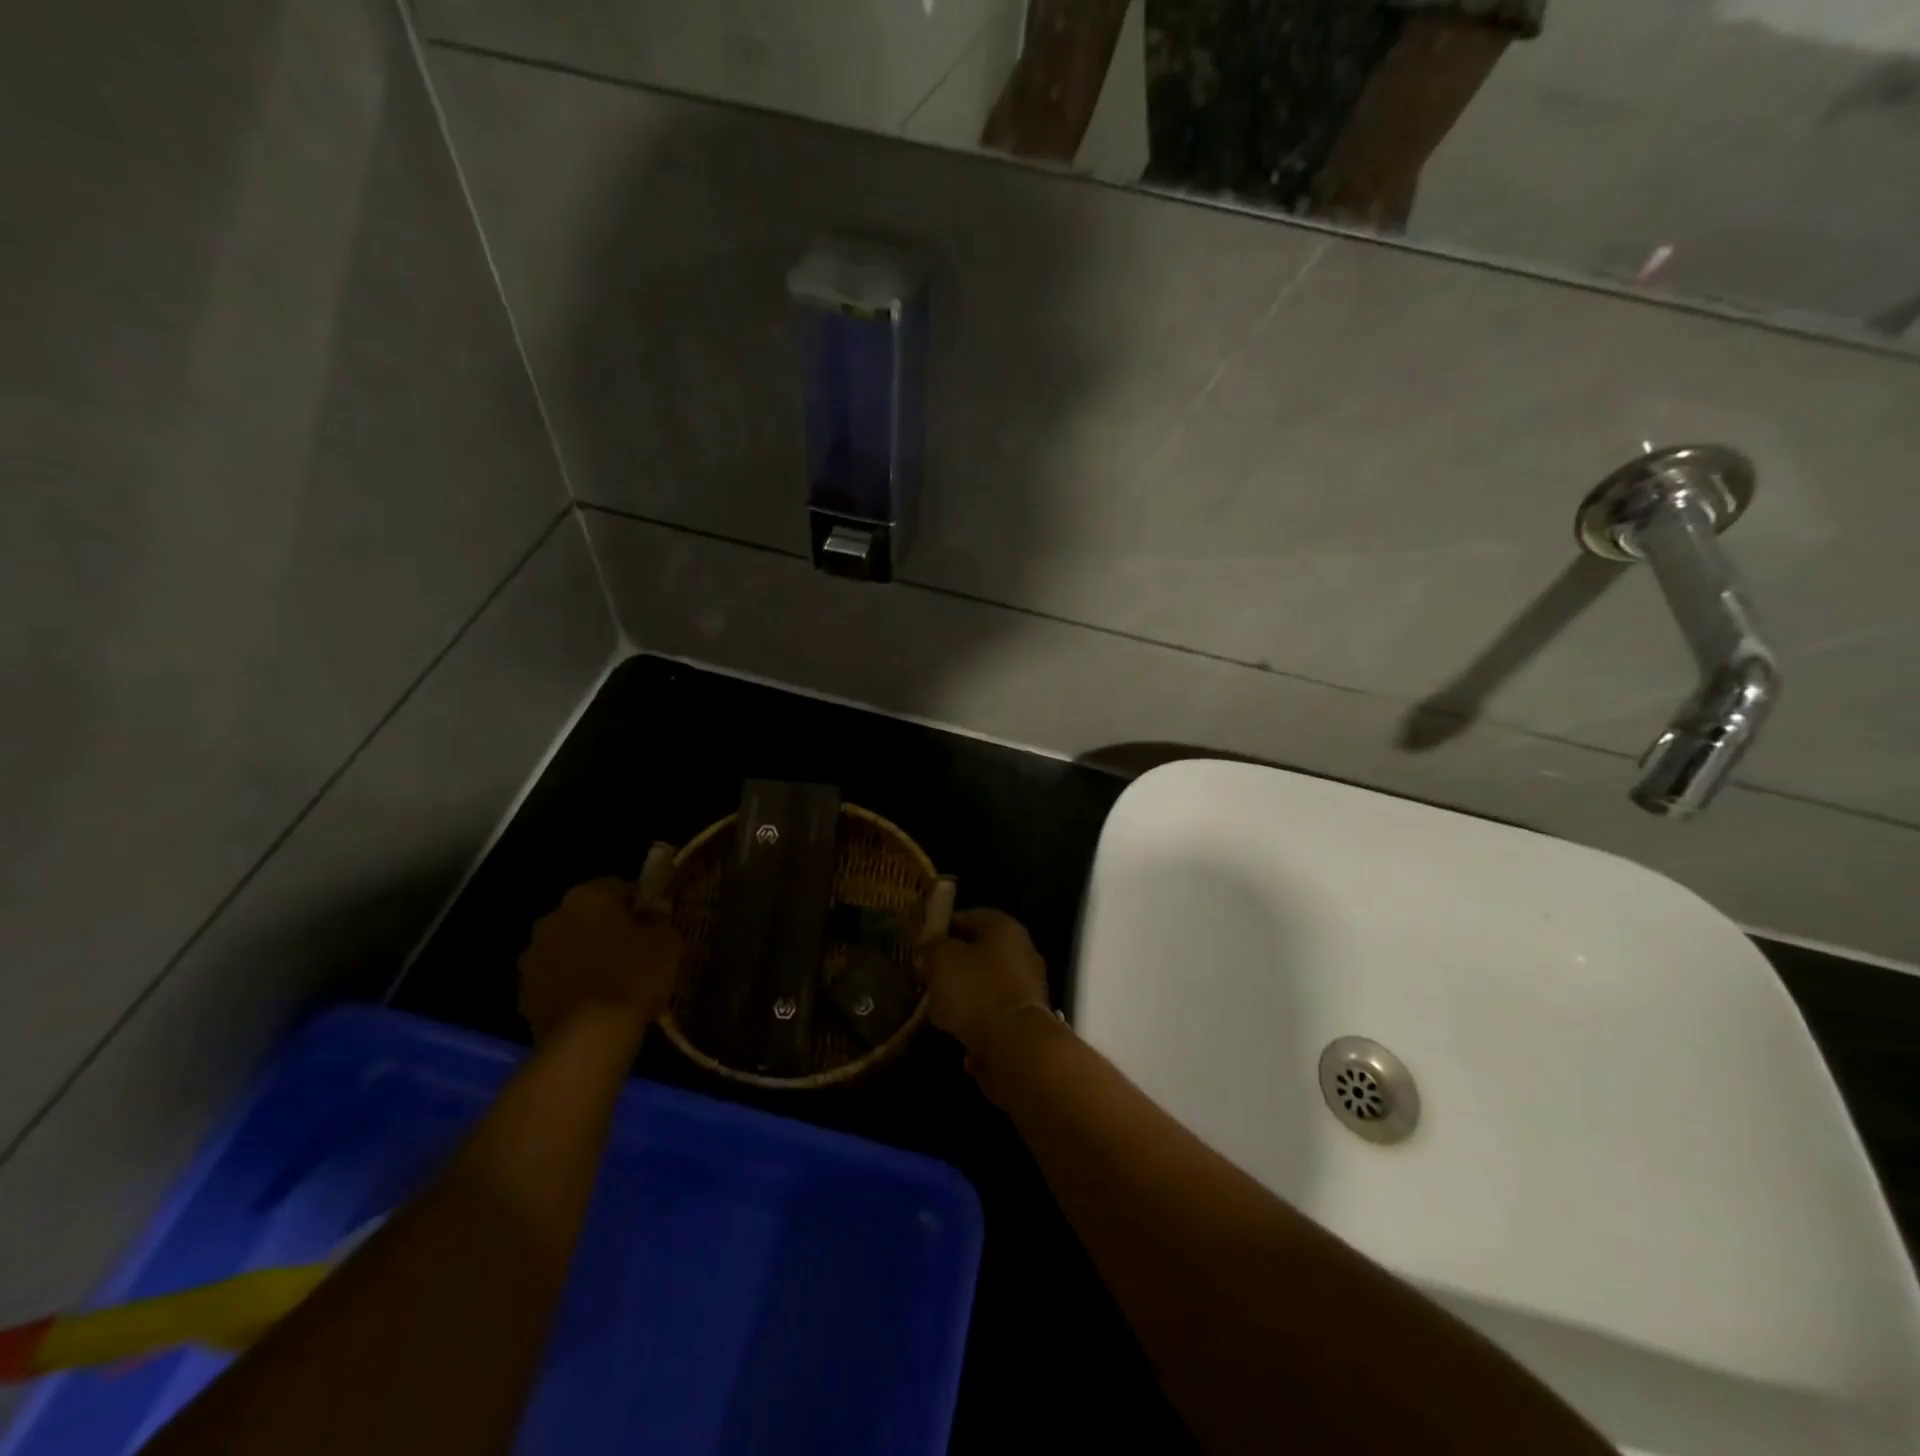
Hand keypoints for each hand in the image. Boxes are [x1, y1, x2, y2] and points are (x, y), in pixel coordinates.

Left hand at [518, 878, 681, 1043]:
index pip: (618, 886)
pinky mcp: (523, 992)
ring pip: (568, 946)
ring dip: (586, 955)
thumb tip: (654, 913)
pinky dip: (571, 983)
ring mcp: (532, 956)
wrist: (589, 1037)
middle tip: (635, 949)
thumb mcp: (667, 942)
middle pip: (587, 915)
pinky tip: (594, 1002)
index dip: (640, 903)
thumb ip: (660, 920)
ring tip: (613, 980)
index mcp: (587, 897)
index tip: (655, 922)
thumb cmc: (633, 977)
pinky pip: (555, 978)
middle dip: (608, 927)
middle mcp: (553, 918)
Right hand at [916, 908, 1052, 1064]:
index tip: (923, 947)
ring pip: (986, 984)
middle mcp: (1022, 951)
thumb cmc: (975, 991)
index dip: (943, 930)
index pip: (969, 917)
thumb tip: (931, 945)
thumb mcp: (941, 960)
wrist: (1015, 1045)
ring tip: (937, 1010)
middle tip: (928, 979)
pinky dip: (976, 1019)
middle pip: (979, 952)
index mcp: (1004, 928)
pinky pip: (993, 1011)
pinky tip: (957, 1031)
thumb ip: (932, 947)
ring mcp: (1028, 986)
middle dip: (952, 966)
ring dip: (963, 995)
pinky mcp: (1027, 1018)